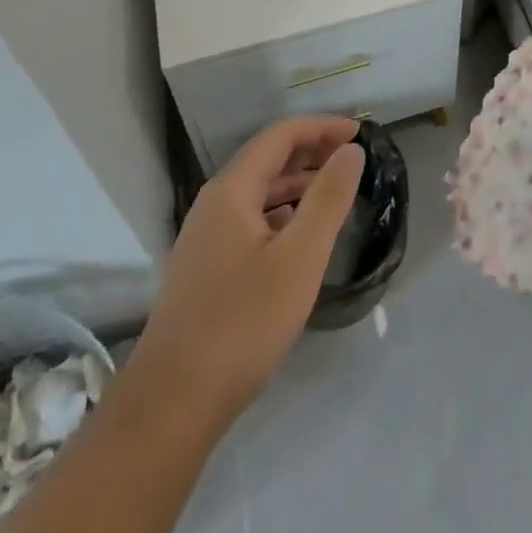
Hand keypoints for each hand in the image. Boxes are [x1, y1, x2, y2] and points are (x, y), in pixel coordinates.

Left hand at [121, 116, 364, 433]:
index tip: (359, 133)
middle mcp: (214, 204)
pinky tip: (301, 235)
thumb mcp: (299, 258)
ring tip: (336, 191)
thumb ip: (328, 198)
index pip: (280, 136)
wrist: (171, 404)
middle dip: (311, 151)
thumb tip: (351, 150)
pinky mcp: (206, 269)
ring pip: (258, 193)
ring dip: (297, 183)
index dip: (321, 127)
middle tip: (352, 158)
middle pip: (267, 160)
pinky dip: (282, 214)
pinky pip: (250, 221)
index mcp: (232, 191)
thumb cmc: (242, 323)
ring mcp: (205, 238)